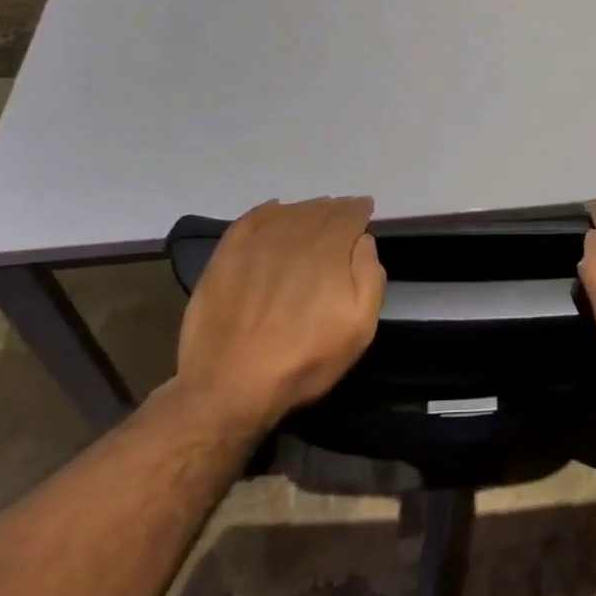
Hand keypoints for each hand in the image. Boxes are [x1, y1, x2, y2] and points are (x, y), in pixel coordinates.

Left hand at [176, 197, 385, 430]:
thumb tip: (363, 241)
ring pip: (289, 213)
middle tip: (343, 213)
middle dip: (335, 209)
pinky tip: (275, 211)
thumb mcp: (359, 328)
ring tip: (315, 214)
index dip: (359, 210)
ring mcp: (256, 244)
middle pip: (319, 211)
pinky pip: (251, 220)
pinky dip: (267, 211)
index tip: (365, 209)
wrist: (230, 386)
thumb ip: (370, 277)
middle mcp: (294, 237)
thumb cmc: (304, 360)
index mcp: (329, 251)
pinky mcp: (226, 256)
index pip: (348, 217)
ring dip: (307, 209)